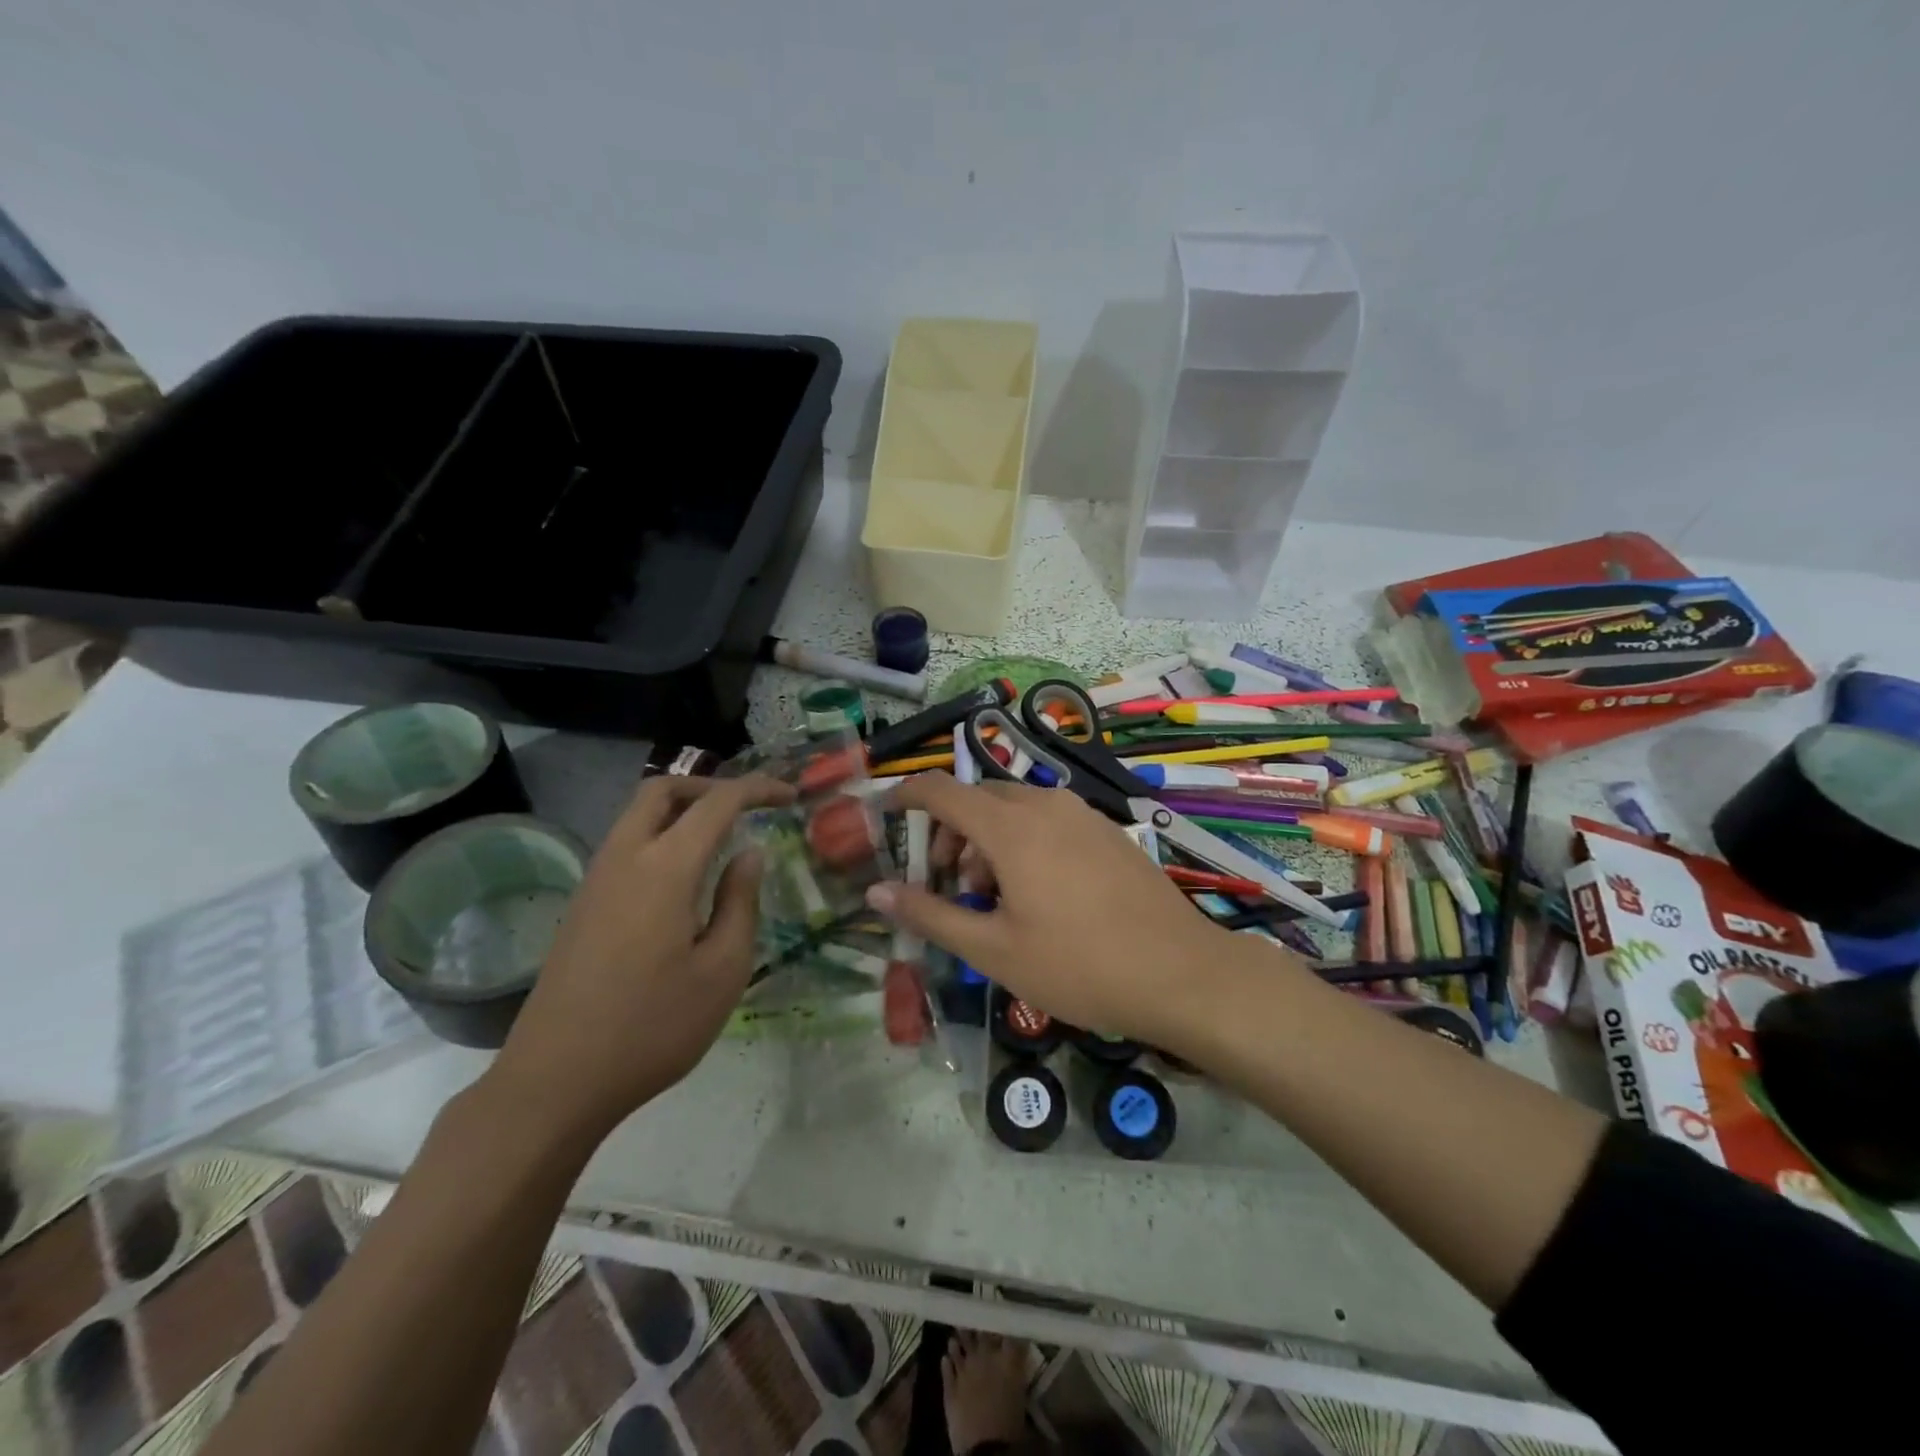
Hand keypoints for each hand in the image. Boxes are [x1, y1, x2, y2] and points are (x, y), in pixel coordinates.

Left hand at [487, 772, 794, 1139]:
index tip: (790, 797)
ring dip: (682, 809)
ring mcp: (595, 881)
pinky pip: (626, 844)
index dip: (757, 789)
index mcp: (664, 869)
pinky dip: (661, 835)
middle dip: (710, 786)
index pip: (716, 803)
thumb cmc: (654, 1028)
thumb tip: (748, 854)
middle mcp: (624, 859)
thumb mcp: (723, 970)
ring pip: (638, 815)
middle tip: (748, 807)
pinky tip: (685, 877)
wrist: (556, 1081)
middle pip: (662, 791)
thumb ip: (740, 901)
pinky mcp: (582, 905)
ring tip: (723, 837)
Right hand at [866, 774, 1238, 1043]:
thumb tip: (876, 892)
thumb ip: (930, 915)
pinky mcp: (1106, 831)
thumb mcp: (993, 950)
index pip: (942, 790)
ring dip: (987, 839)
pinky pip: (1048, 819)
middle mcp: (1046, 806)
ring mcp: (1082, 814)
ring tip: (992, 896)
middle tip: (947, 882)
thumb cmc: (1078, 965)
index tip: (886, 814)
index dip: (906, 796)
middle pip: (978, 798)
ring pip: (1014, 808)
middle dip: (950, 831)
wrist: (1181, 973)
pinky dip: (1022, 840)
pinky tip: (1037, 891)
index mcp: (1012, 827)